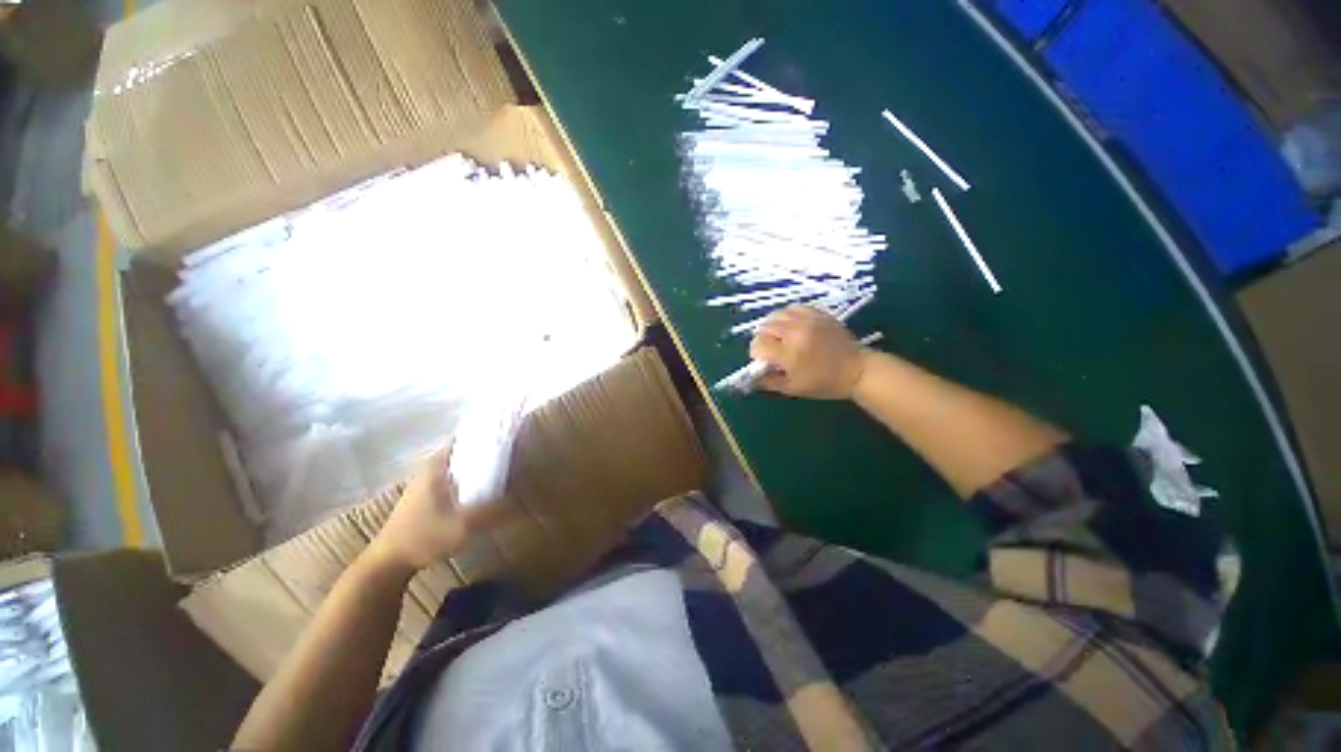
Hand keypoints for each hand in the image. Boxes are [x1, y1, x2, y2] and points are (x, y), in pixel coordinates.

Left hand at [365, 447, 507, 574]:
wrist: (389, 561)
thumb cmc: (423, 538)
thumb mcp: (463, 527)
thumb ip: (493, 512)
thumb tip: (519, 500)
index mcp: (438, 463)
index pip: (469, 435)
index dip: (491, 431)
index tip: (513, 433)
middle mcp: (433, 464)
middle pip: (468, 447)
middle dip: (491, 447)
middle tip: (517, 452)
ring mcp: (430, 477)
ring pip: (464, 461)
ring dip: (483, 463)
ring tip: (508, 467)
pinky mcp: (430, 491)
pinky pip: (459, 474)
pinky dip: (474, 475)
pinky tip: (488, 486)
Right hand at [749, 305, 866, 398]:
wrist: (857, 370)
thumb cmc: (824, 383)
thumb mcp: (793, 389)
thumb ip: (769, 381)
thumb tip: (753, 375)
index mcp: (789, 354)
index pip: (758, 345)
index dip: (756, 353)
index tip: (763, 360)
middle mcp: (795, 333)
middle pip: (764, 327)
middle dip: (763, 339)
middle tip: (771, 349)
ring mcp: (807, 320)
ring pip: (776, 315)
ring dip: (772, 326)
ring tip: (779, 336)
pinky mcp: (817, 313)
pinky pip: (793, 308)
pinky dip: (787, 316)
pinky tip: (791, 326)